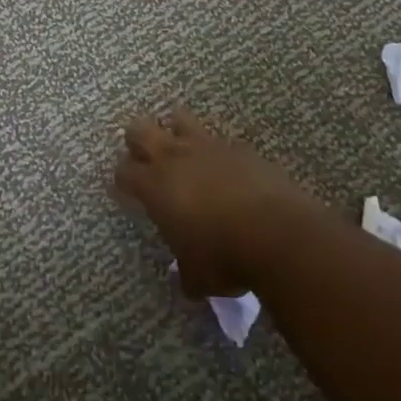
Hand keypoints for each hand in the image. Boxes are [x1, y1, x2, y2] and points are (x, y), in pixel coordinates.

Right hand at [114, 108, 307, 297]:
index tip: (127, 191)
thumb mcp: (197, 277)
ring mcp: (208, 146)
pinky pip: (218, 139)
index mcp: (154, 186)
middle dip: (137, 141)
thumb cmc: (224, 257)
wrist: (277, 233)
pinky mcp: (239, 147)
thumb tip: (187, 281)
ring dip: (175, 131)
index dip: (122, 180)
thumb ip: (186, 273)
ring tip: (182, 151)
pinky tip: (224, 167)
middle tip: (146, 161)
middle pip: (139, 130)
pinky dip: (215, 150)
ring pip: (178, 119)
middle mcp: (174, 157)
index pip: (123, 171)